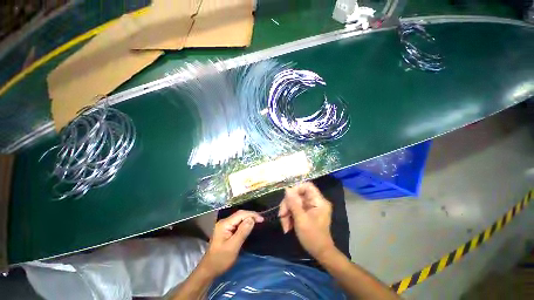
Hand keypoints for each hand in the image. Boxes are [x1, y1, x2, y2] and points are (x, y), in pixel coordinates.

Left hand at [200, 210, 263, 275]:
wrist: (209, 269)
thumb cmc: (221, 260)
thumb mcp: (233, 247)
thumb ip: (243, 232)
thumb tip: (252, 219)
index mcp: (224, 224)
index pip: (240, 214)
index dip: (252, 214)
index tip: (262, 219)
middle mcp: (224, 221)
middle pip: (240, 214)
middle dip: (251, 215)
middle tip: (261, 220)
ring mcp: (224, 225)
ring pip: (239, 217)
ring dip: (249, 218)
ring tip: (258, 221)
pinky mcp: (226, 229)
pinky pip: (237, 222)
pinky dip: (245, 222)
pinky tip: (250, 225)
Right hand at [278, 182, 334, 258]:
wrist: (320, 253)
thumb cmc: (313, 237)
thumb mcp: (301, 220)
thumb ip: (293, 203)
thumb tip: (287, 189)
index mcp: (318, 201)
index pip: (307, 186)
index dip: (296, 189)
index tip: (287, 198)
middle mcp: (315, 202)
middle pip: (298, 195)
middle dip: (288, 205)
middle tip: (281, 216)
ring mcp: (310, 207)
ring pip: (294, 202)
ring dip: (287, 212)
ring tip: (285, 226)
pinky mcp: (306, 212)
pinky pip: (295, 209)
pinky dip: (289, 216)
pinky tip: (287, 226)